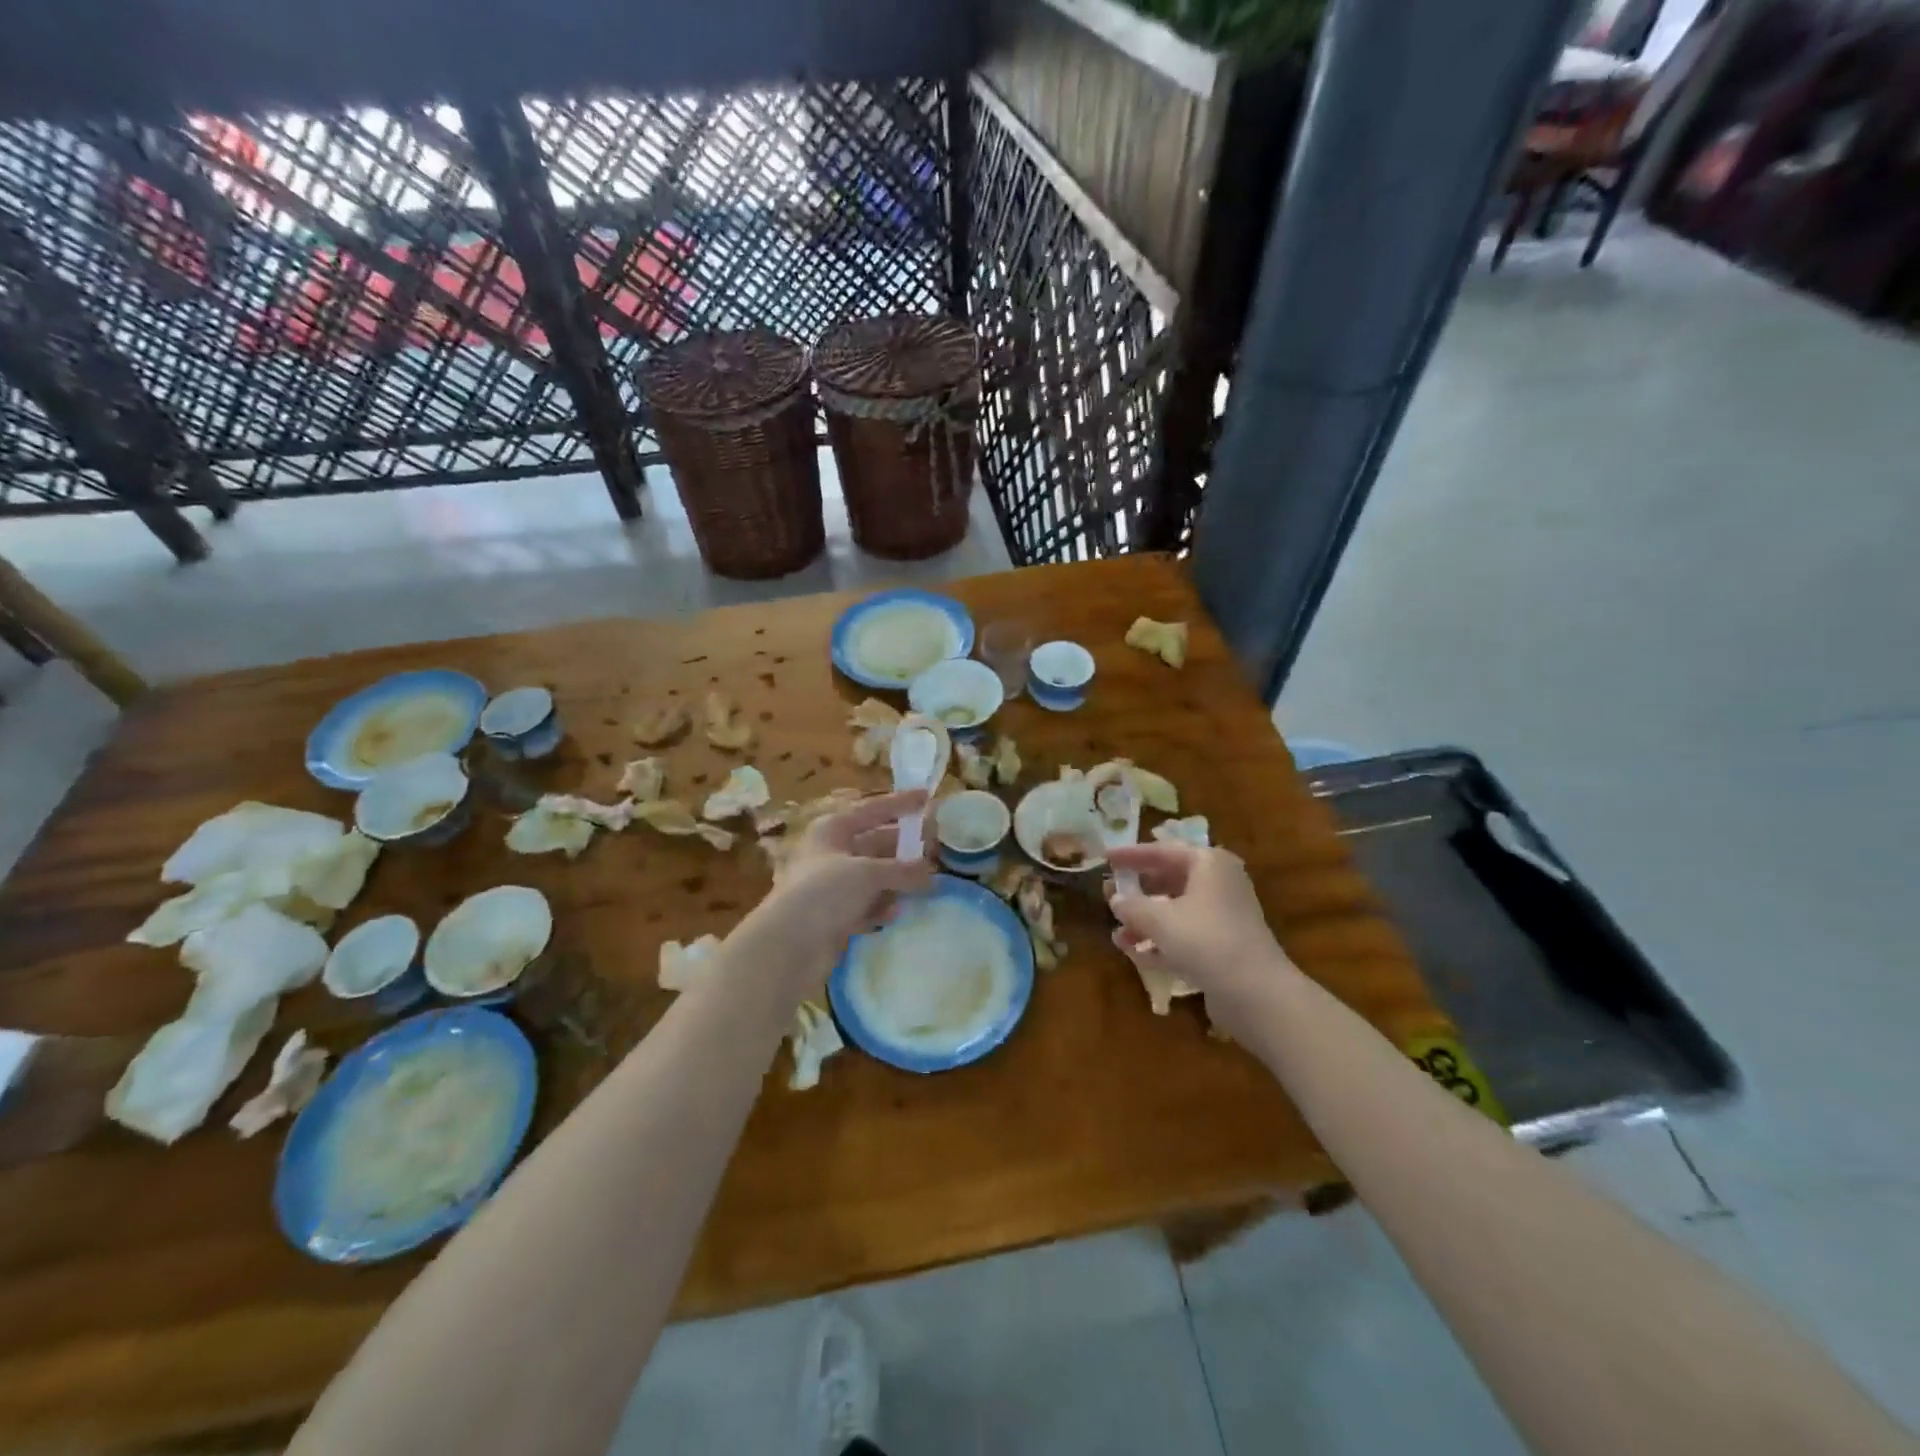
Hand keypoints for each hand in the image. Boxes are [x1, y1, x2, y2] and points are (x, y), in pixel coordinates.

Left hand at [736, 790, 933, 1000]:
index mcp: (833, 829)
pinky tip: (894, 914)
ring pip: (873, 876)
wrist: (788, 945)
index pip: (872, 809)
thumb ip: (902, 870)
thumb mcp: (868, 874)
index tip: (927, 798)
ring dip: (896, 881)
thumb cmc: (825, 892)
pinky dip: (880, 907)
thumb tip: (929, 873)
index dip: (900, 803)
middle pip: (876, 843)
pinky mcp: (833, 915)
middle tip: (936, 848)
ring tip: (925, 885)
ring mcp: (831, 886)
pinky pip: (865, 904)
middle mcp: (831, 853)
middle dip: (905, 847)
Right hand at [1106, 841, 1300, 1036]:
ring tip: (1117, 934)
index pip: (1162, 851)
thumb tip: (1115, 899)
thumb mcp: (1159, 919)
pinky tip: (1135, 954)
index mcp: (1209, 864)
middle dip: (1138, 892)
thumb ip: (1132, 906)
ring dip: (1146, 922)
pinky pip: (1185, 936)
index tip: (1106, 857)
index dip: (1131, 855)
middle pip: (1170, 880)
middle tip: (1109, 896)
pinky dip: (1161, 943)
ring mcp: (1223, 917)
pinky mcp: (1223, 947)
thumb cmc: (1205, 939)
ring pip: (1176, 911)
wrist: (1256, 992)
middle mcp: (1219, 884)